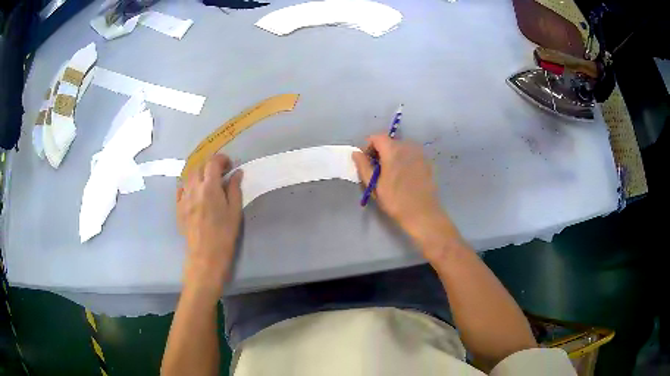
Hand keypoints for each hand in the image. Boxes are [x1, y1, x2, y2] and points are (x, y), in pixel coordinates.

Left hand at [177, 154, 242, 297]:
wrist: (205, 255)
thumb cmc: (224, 234)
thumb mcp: (235, 211)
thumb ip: (234, 189)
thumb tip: (236, 173)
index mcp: (210, 187)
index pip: (213, 162)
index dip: (221, 159)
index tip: (229, 165)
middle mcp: (194, 188)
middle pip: (199, 166)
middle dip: (209, 165)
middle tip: (219, 173)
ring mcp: (184, 198)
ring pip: (188, 176)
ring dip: (198, 174)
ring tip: (206, 182)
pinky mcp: (178, 207)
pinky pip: (181, 189)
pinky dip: (188, 185)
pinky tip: (194, 192)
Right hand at [352, 134, 461, 256]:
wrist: (422, 213)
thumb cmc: (395, 200)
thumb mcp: (374, 185)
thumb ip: (363, 166)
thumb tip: (356, 153)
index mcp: (393, 150)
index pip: (377, 137)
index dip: (368, 146)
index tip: (367, 162)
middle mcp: (407, 146)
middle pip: (389, 141)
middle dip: (380, 152)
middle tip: (377, 170)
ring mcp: (419, 153)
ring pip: (401, 148)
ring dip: (393, 156)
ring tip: (391, 174)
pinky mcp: (427, 162)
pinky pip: (411, 155)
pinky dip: (404, 160)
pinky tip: (404, 177)